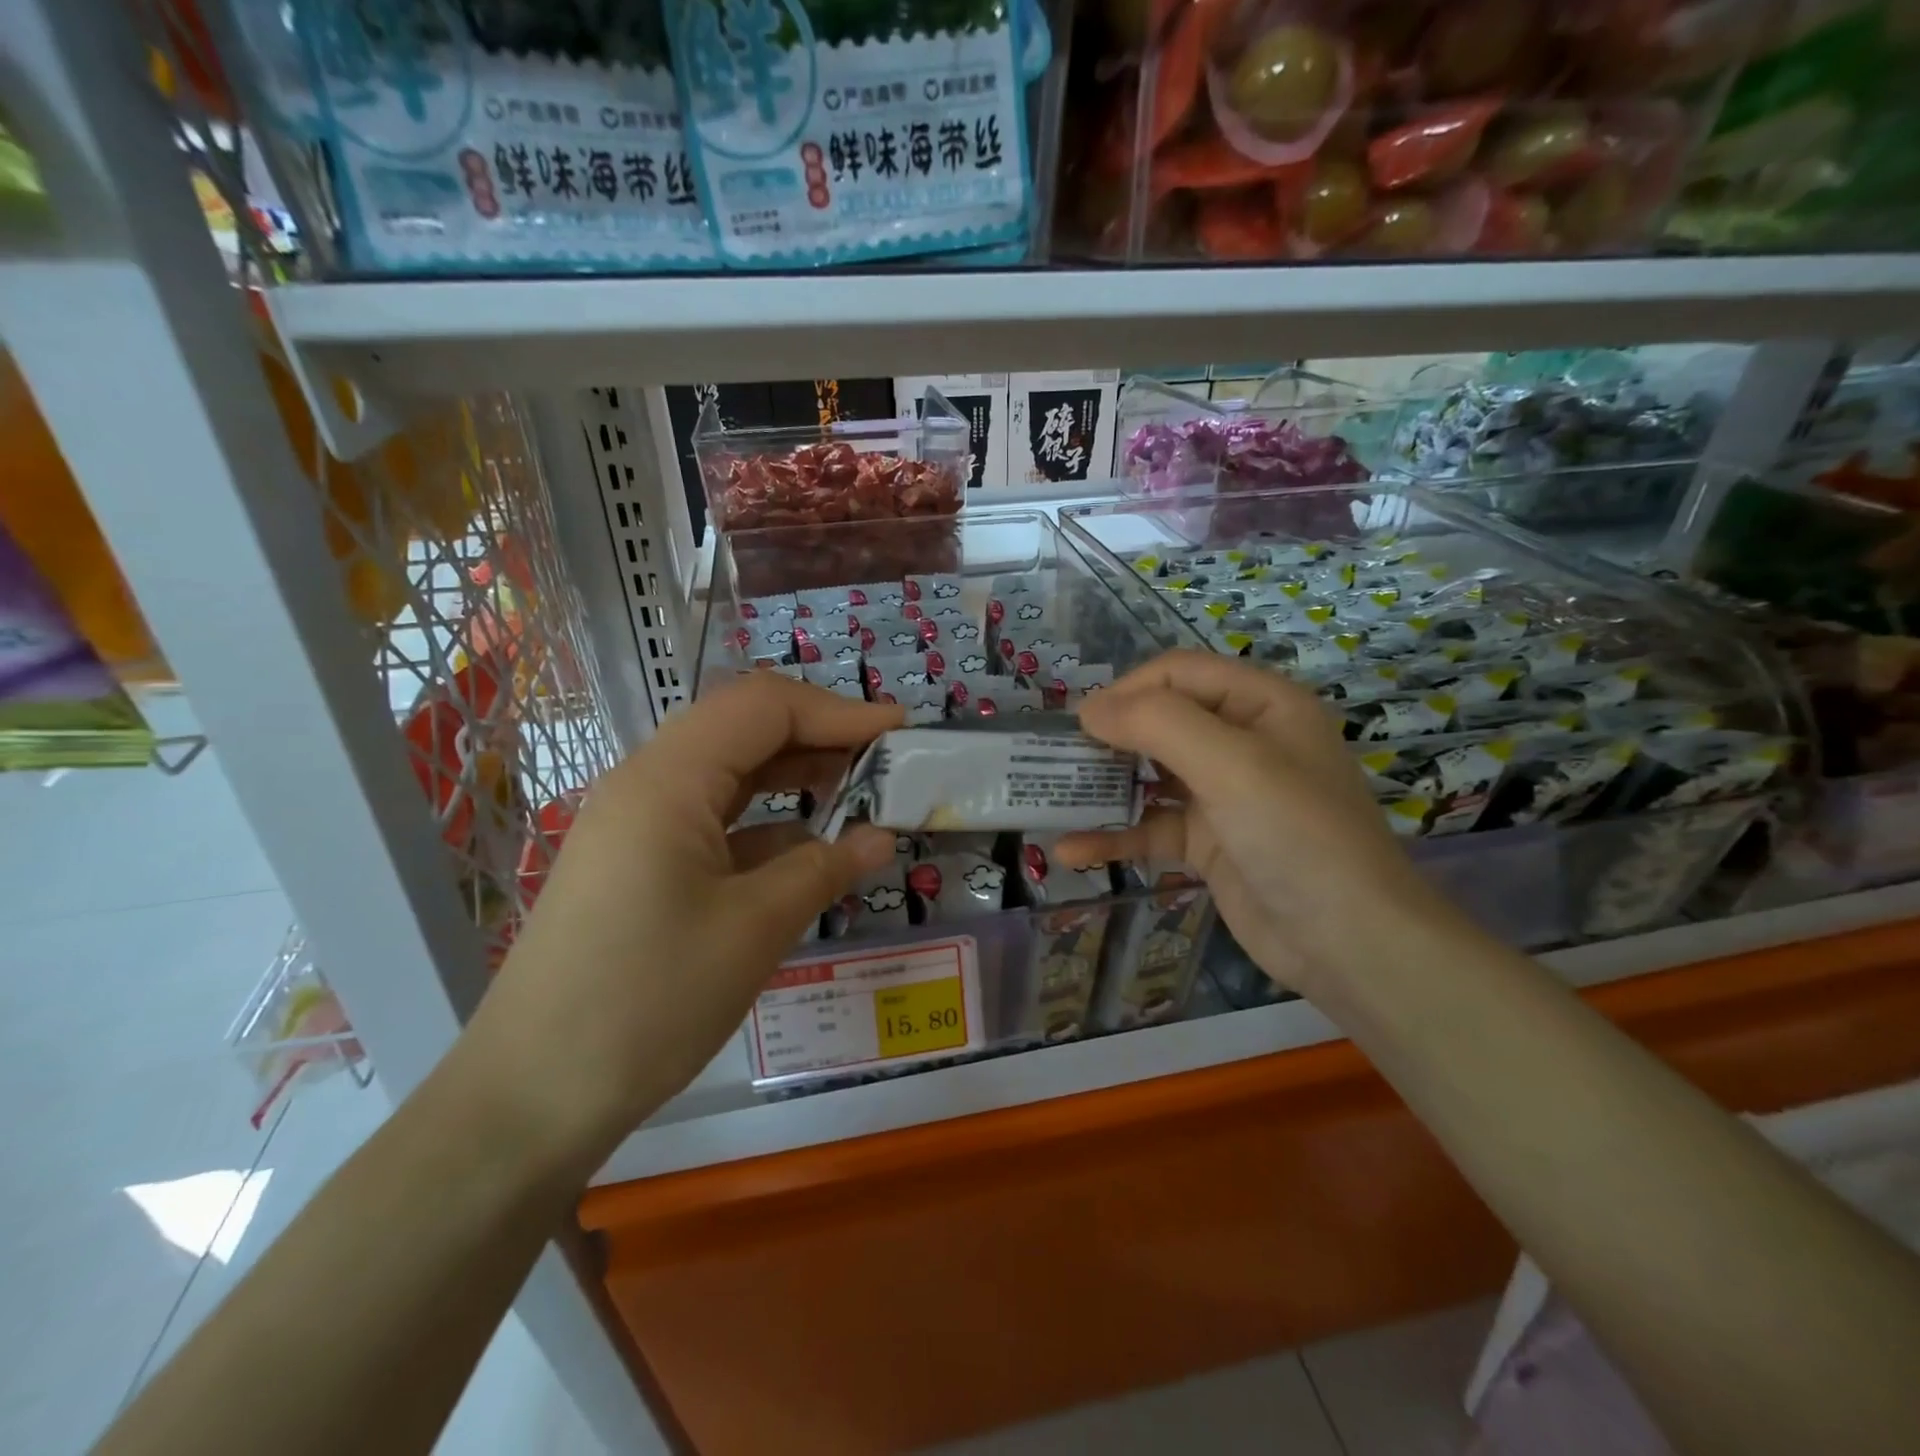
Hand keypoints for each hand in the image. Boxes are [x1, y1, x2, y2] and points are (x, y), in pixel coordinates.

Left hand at [463, 674, 901, 1165]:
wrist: (531, 1097)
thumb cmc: (647, 1000)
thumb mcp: (754, 929)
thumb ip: (824, 868)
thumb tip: (882, 837)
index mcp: (668, 779)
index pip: (764, 707)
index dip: (838, 712)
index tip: (901, 732)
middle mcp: (647, 784)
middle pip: (744, 729)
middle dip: (819, 736)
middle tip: (885, 763)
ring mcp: (637, 825)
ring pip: (729, 774)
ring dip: (794, 777)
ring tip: (858, 794)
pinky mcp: (639, 864)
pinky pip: (712, 819)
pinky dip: (765, 823)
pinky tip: (807, 849)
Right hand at [1056, 651, 1472, 998]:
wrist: (1350, 943)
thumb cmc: (1297, 834)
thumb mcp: (1232, 764)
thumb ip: (1157, 724)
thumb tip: (1089, 710)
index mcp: (1260, 704)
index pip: (1177, 673)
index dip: (1127, 691)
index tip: (1079, 725)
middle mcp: (1242, 741)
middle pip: (1159, 721)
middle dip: (1107, 739)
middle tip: (1055, 759)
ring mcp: (1224, 794)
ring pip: (1149, 776)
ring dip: (1102, 789)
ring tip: (1050, 800)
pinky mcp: (1208, 842)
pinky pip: (1152, 827)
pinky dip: (1114, 836)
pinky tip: (1071, 851)